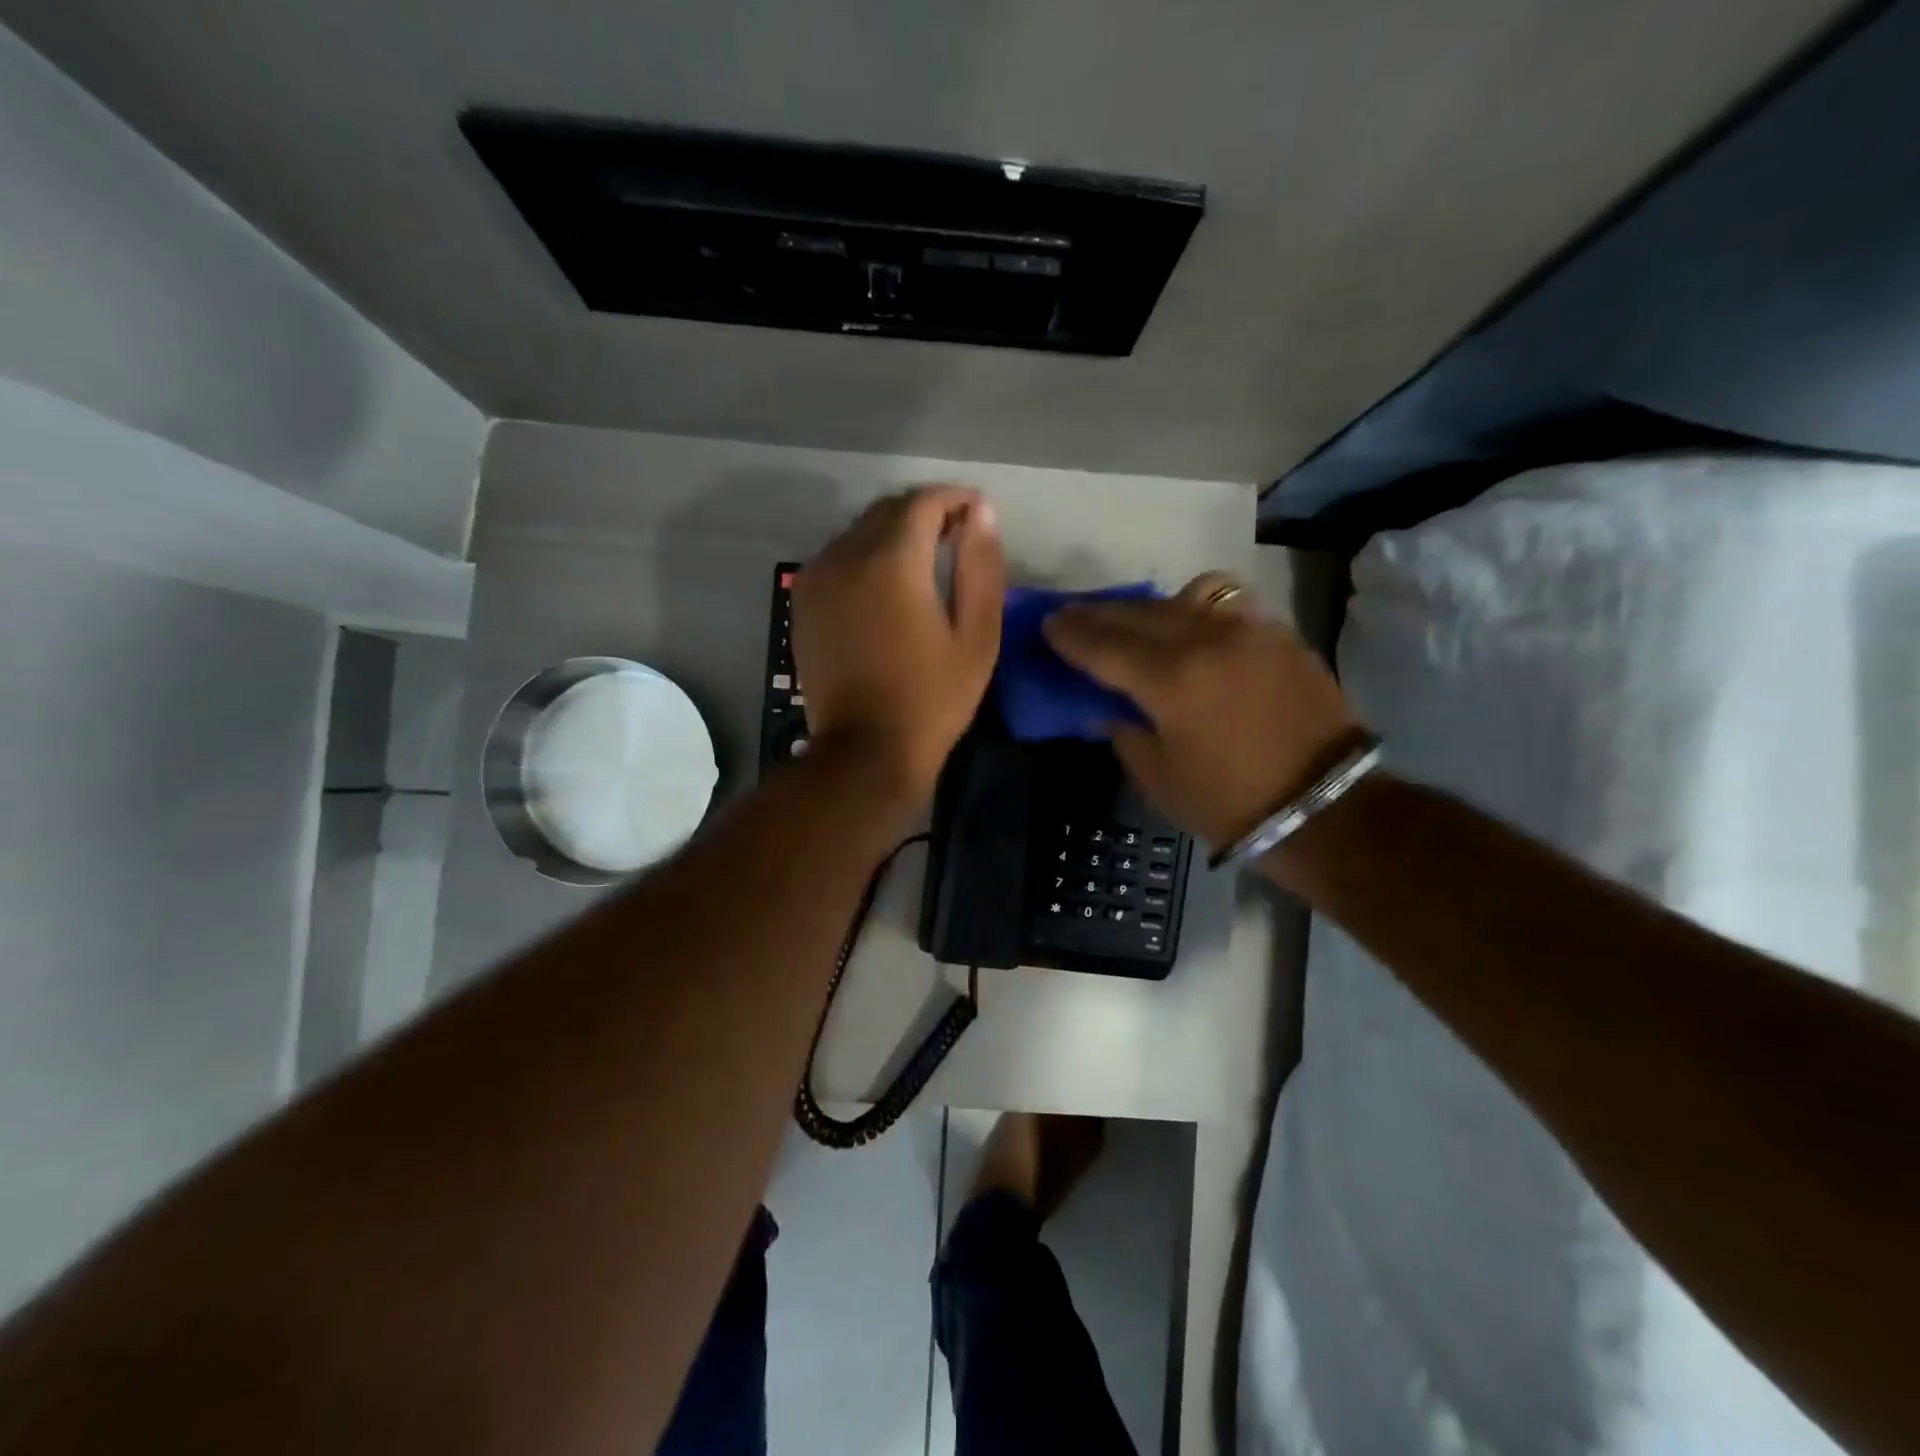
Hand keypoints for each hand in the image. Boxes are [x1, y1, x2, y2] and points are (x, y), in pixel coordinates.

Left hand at [792, 486, 1005, 801]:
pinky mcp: (803, 602)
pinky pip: (837, 557)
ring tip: (925, 562)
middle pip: (887, 510)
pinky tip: (885, 586)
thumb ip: (980, 566)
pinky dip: (865, 556)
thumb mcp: (976, 636)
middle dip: (925, 513)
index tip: (977, 513)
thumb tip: (981, 511)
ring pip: (859, 531)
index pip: (924, 501)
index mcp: (892, 561)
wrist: (865, 750)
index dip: (955, 499)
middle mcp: (846, 556)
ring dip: (893, 533)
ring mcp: (817, 578)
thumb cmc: (932, 698)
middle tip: (956, 537)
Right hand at [1042, 574, 1365, 848]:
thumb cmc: (1230, 804)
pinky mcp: (1277, 635)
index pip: (1104, 645)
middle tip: (1073, 616)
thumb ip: (1125, 730)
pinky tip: (1185, 630)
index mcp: (1171, 681)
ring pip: (1182, 599)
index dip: (1070, 634)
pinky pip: (1223, 606)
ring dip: (1147, 607)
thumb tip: (1110, 703)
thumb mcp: (1158, 776)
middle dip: (1099, 614)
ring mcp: (1247, 631)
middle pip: (1138, 613)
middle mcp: (1206, 640)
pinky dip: (1193, 611)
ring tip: (1131, 621)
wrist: (1326, 807)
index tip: (1048, 624)